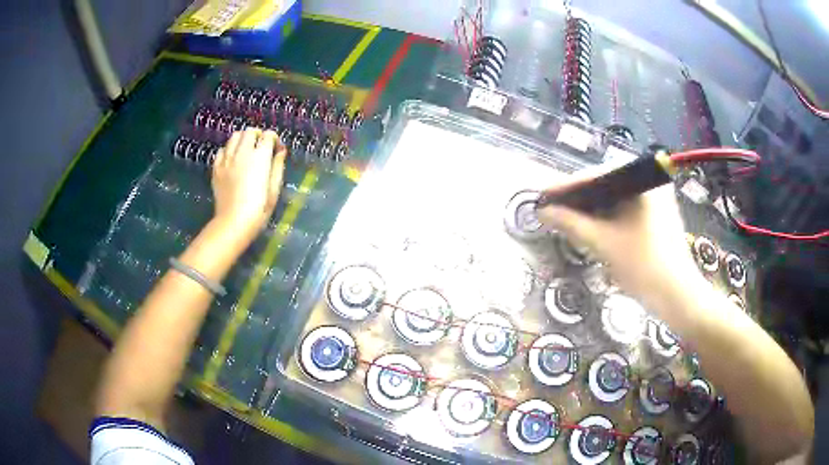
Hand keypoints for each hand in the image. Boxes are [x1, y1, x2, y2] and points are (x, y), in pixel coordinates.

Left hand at [211, 128, 286, 241]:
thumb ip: (277, 166)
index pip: (268, 136)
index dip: (274, 139)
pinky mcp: (216, 168)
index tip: (277, 149)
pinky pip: (222, 150)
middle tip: (261, 146)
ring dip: (242, 139)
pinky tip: (232, 159)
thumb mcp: (274, 189)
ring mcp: (227, 159)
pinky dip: (228, 150)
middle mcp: (242, 153)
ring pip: (234, 137)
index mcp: (260, 157)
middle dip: (258, 135)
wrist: (233, 222)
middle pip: (250, 132)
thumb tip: (281, 151)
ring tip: (246, 150)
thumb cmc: (258, 209)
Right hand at [537, 169, 698, 307]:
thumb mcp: (604, 243)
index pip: (595, 177)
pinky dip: (608, 218)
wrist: (678, 296)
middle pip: (604, 185)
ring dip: (592, 210)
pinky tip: (591, 228)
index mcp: (640, 180)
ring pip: (614, 199)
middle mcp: (649, 182)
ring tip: (567, 220)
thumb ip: (571, 223)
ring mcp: (655, 198)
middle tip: (553, 211)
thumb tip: (542, 211)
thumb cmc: (644, 266)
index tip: (541, 196)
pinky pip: (625, 210)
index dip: (565, 187)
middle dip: (578, 200)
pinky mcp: (656, 215)